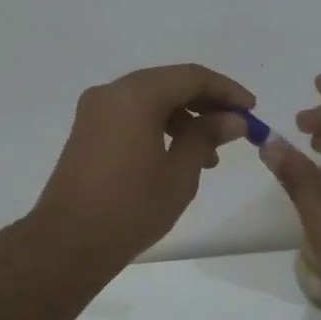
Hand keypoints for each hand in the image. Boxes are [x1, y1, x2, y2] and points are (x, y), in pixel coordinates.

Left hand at [30, 64, 255, 270]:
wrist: (68, 242)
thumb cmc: (131, 207)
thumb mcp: (180, 173)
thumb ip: (207, 137)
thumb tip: (233, 119)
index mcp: (135, 94)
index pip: (191, 77)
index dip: (226, 91)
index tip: (251, 110)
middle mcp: (112, 92)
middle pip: (169, 83)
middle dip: (206, 103)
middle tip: (235, 129)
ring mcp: (95, 111)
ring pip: (150, 99)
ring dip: (184, 118)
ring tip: (210, 155)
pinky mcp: (87, 131)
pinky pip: (131, 115)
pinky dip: (158, 126)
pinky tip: (177, 156)